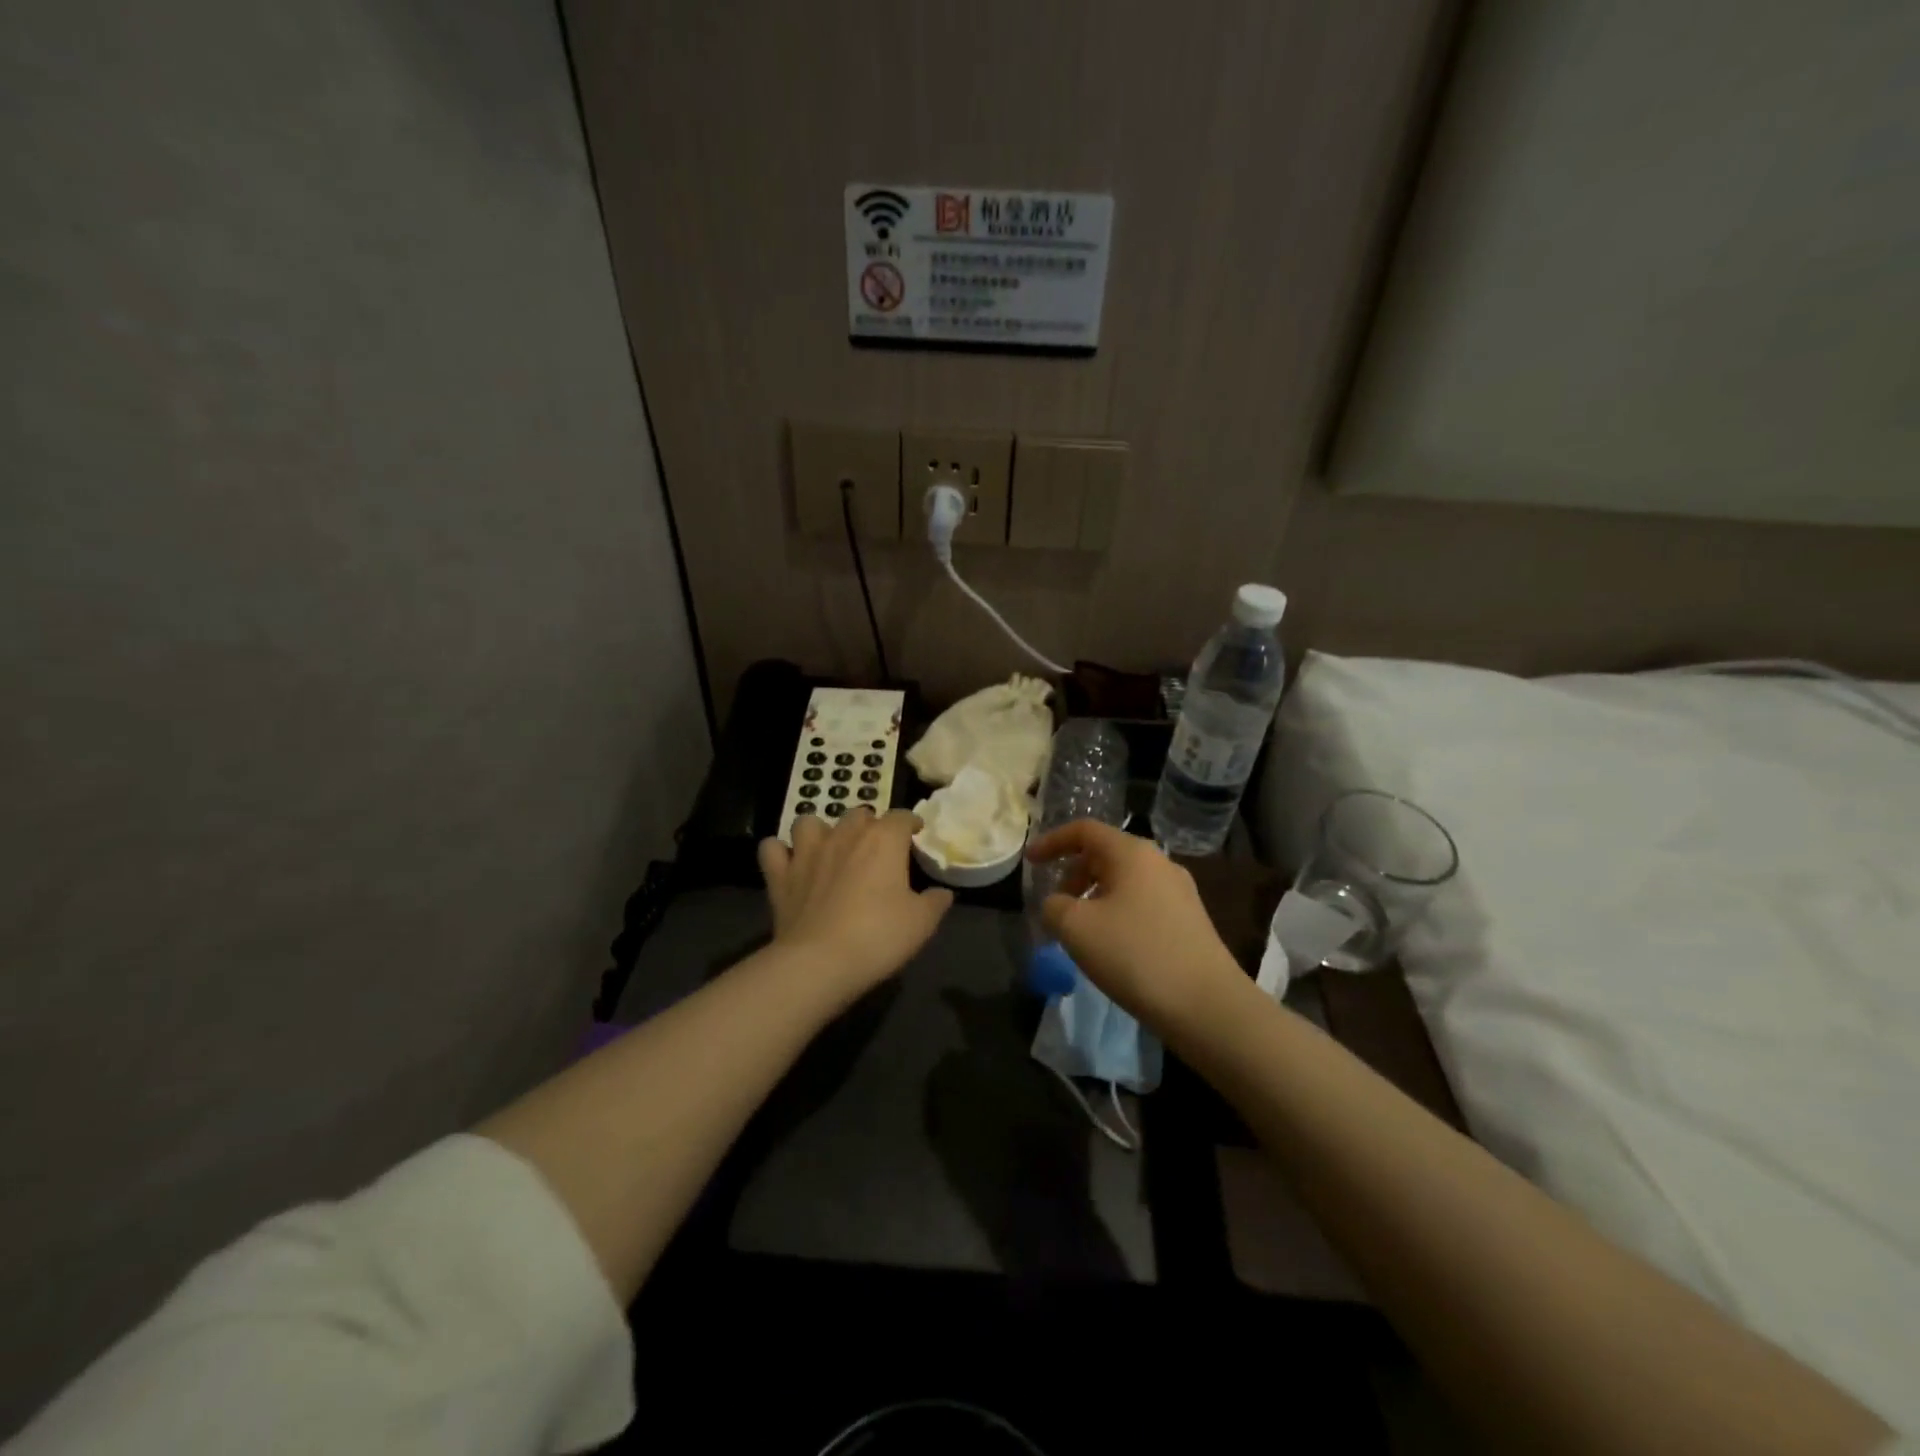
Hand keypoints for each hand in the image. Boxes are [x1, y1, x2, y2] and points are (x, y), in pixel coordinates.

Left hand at [757, 809, 953, 1000]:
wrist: (819, 962)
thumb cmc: (878, 936)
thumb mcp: (921, 923)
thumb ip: (935, 902)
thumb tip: (942, 892)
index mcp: (883, 840)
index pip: (901, 816)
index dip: (910, 823)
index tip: (916, 835)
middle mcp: (844, 835)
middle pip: (859, 814)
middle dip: (869, 826)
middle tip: (876, 850)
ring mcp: (807, 852)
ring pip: (810, 822)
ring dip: (821, 831)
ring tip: (829, 850)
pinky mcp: (779, 874)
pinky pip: (772, 849)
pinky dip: (780, 853)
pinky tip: (789, 864)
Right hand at [1027, 820, 1245, 1034]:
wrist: (1207, 1005)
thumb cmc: (1135, 955)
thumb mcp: (1076, 928)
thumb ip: (1054, 906)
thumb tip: (1058, 904)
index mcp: (1132, 853)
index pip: (1084, 830)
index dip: (1052, 842)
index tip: (1030, 862)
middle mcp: (1159, 862)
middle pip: (1105, 854)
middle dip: (1073, 874)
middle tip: (1056, 905)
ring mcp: (1180, 892)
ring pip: (1124, 881)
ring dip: (1094, 897)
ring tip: (1080, 931)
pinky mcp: (1190, 921)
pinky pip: (1142, 903)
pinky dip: (1117, 913)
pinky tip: (1112, 947)